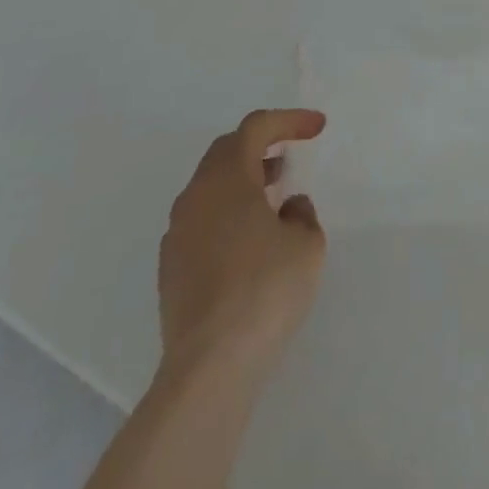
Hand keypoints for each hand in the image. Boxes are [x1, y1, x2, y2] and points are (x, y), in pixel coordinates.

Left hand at [158, 108, 327, 382]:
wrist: (209, 368)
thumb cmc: (265, 290)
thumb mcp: (307, 244)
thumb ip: (301, 214)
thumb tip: (287, 207)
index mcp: (227, 179)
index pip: (256, 128)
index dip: (289, 120)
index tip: (318, 128)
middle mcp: (195, 197)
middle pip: (226, 152)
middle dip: (260, 146)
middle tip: (289, 156)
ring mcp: (177, 235)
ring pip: (210, 188)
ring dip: (243, 181)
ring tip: (273, 196)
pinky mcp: (170, 270)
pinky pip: (201, 221)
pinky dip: (227, 213)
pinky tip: (249, 241)